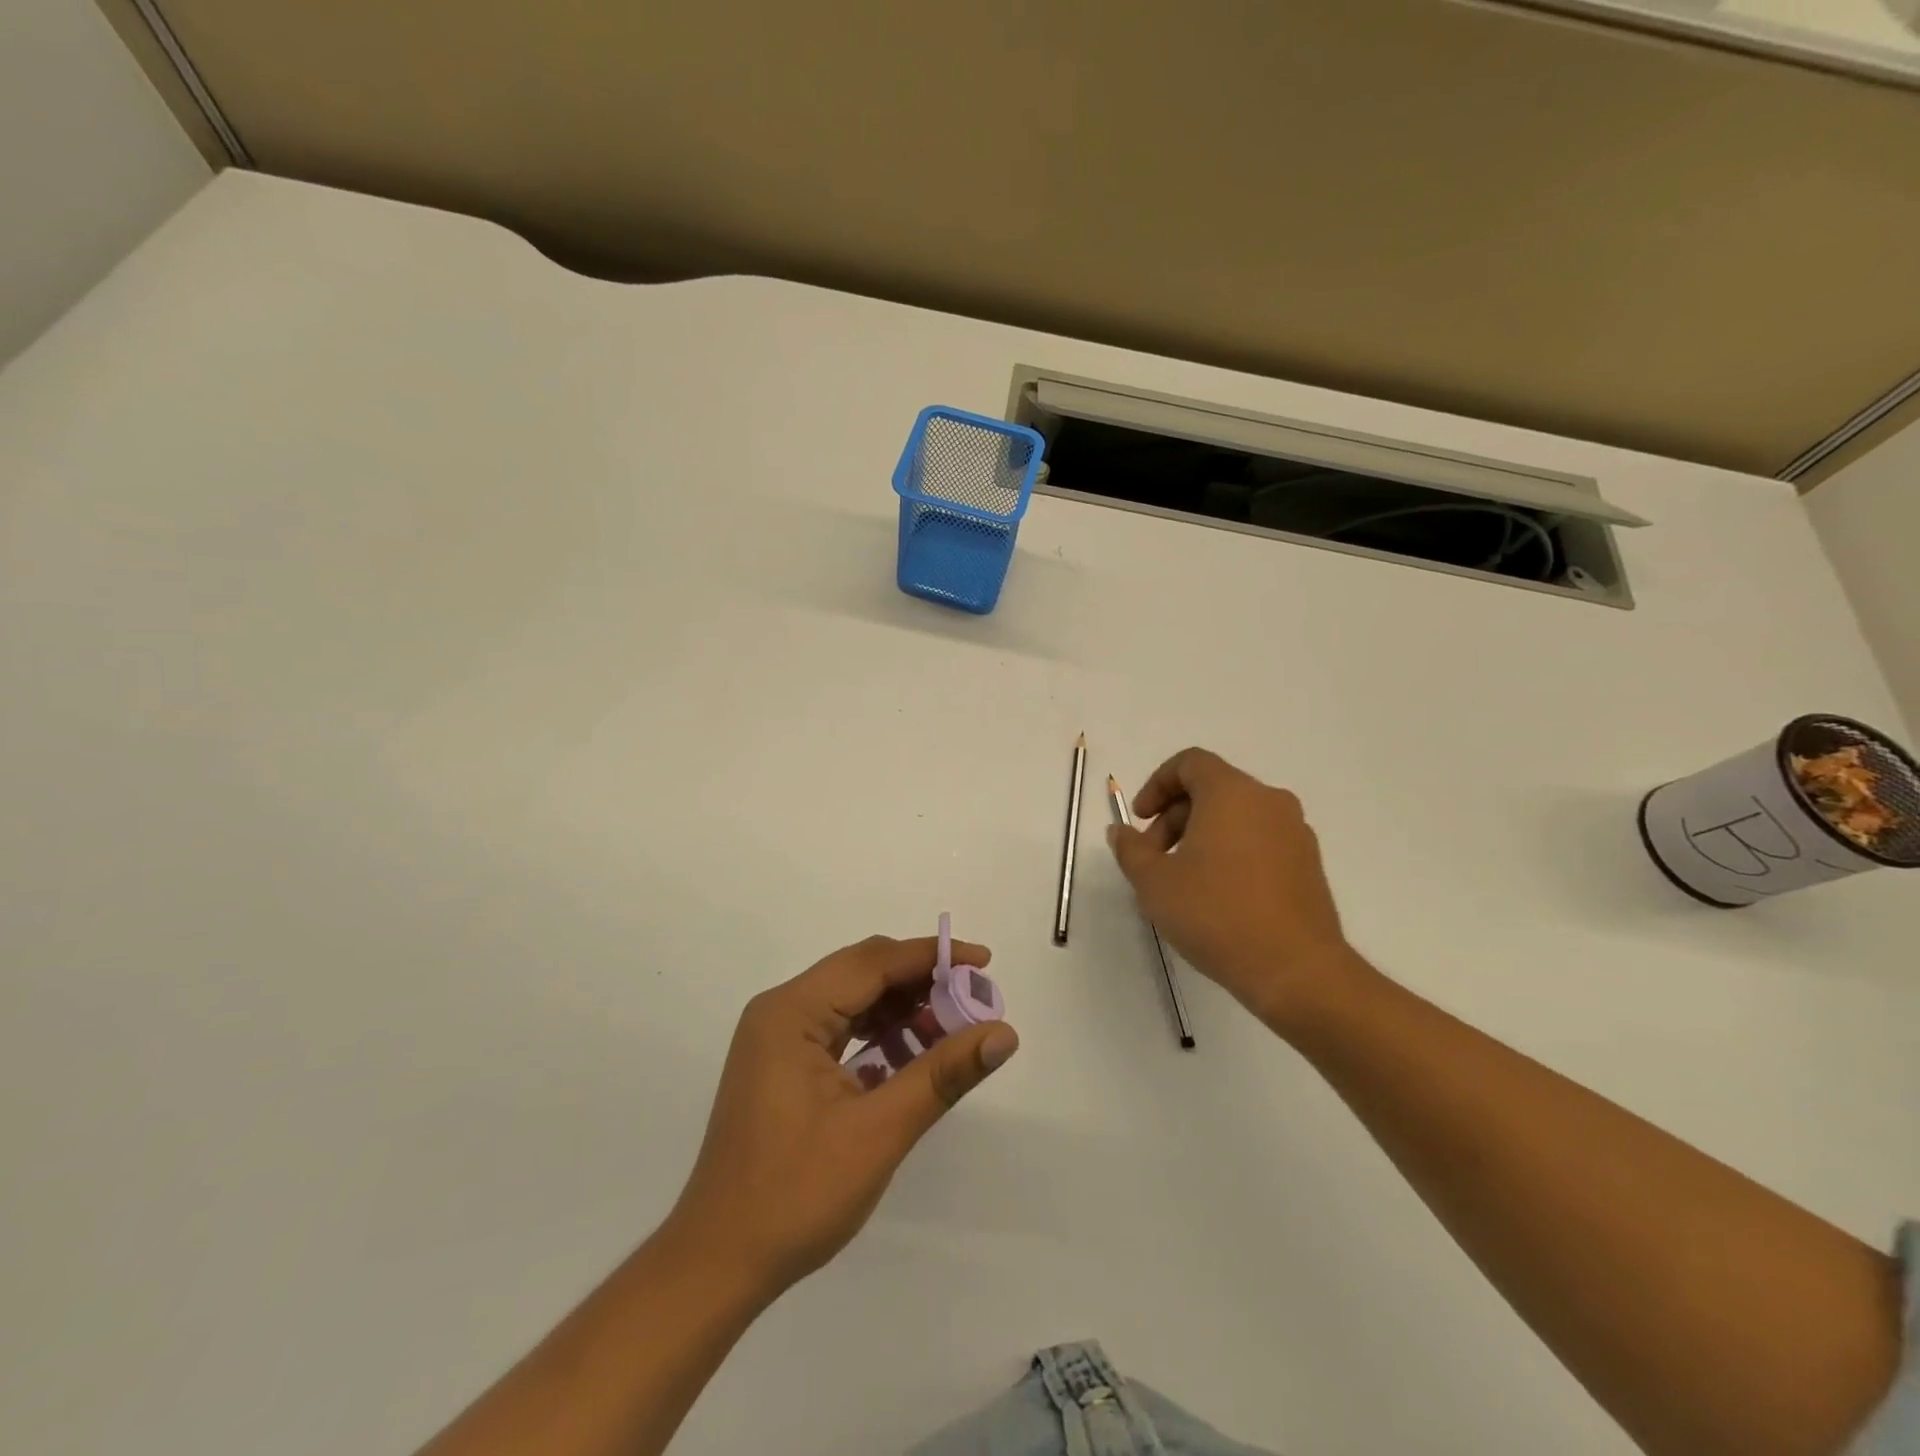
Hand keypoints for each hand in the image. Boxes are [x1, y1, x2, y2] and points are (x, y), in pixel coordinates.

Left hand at [665, 934, 1018, 1296]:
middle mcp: (781, 1011)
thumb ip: (942, 1074)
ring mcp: (778, 1038)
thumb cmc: (795, 1195)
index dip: (932, 956)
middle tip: (976, 1000)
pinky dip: (881, 1036)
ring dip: (904, 1010)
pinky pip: (841, 1030)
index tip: (984, 961)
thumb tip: (1004, 1033)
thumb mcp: (878, 1132)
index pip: (873, 962)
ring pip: (854, 1001)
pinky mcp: (783, 1064)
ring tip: (955, 1029)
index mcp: (792, 1012)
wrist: (718, 1264)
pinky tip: (914, 1056)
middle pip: (863, 974)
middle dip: (922, 982)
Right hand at [1108, 747, 1357, 1031]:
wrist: (1296, 970)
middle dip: (1174, 817)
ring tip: (1182, 880)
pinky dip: (1231, 851)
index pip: (1190, 763)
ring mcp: (1295, 832)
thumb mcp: (1154, 882)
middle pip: (1211, 790)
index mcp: (1232, 793)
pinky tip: (1217, 895)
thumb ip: (1131, 849)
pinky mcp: (1308, 863)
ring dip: (1201, 836)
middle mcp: (1268, 801)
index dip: (1157, 785)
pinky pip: (1259, 840)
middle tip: (1153, 858)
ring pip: (1236, 816)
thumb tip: (1121, 832)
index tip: (1140, 820)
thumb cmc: (1216, 914)